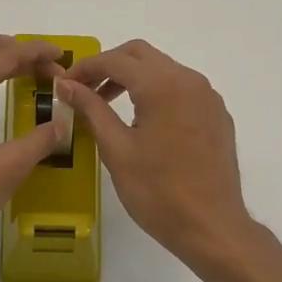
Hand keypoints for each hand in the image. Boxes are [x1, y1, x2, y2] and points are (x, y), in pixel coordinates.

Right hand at [57, 40, 255, 271]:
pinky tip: (143, 121)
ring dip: (133, 78)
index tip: (64, 84)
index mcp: (163, 85)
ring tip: (107, 105)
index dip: (85, 68)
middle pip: (141, 55)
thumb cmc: (158, 192)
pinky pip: (182, 89)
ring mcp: (208, 97)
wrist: (212, 227)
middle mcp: (189, 80)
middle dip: (109, 66)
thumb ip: (91, 109)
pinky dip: (157, 92)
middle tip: (84, 90)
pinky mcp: (217, 115)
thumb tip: (66, 85)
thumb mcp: (117, 150)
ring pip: (163, 69)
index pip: (115, 60)